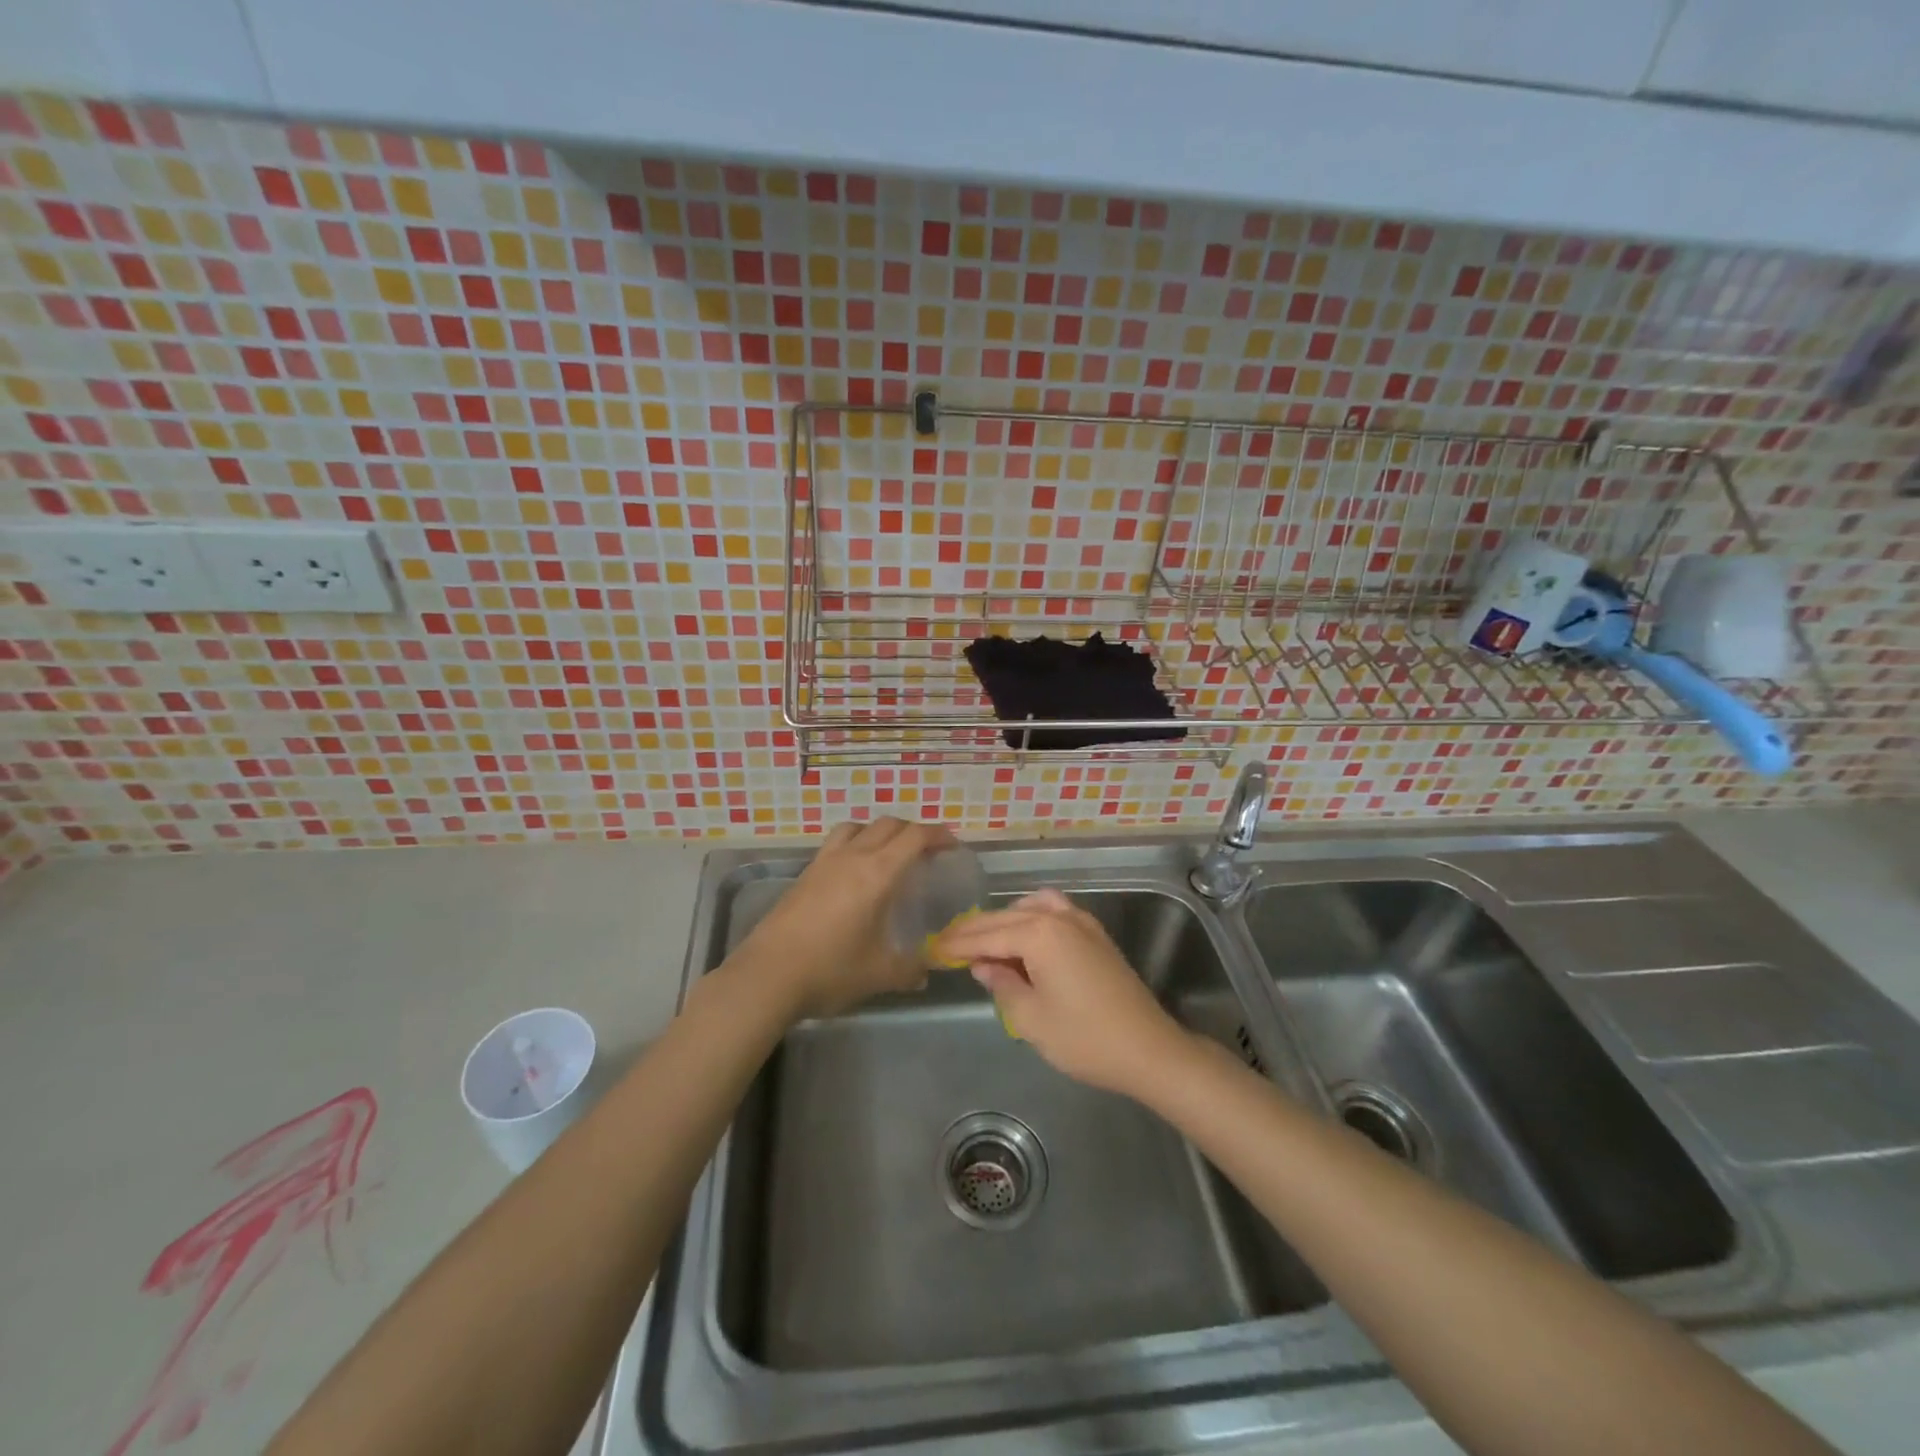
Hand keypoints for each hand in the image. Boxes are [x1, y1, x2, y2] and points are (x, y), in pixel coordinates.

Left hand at [737, 817, 955, 1018]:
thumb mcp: (880, 974)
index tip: (952, 846)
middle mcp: (852, 857)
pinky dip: (854, 844)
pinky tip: (853, 875)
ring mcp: (824, 862)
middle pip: (888, 824)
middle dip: (912, 831)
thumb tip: (926, 971)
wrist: (767, 975)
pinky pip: (835, 843)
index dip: (938, 835)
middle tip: (926, 852)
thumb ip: (910, 969)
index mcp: (878, 873)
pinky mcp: (804, 874)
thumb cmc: (830, 970)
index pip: (915, 836)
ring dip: (878, 832)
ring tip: (887, 854)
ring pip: (857, 827)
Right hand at [935, 889, 1191, 1096]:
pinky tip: (1024, 938)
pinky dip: (1032, 917)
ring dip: (1005, 920)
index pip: (988, 935)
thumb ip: (1002, 985)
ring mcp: (1081, 922)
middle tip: (949, 944)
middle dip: (976, 930)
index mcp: (1039, 934)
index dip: (959, 944)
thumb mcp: (1031, 1018)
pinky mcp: (1095, 935)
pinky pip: (1054, 912)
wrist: (1147, 1049)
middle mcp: (1058, 918)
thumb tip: (983, 965)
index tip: (934, 948)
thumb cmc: (1084, 1038)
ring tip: (985, 942)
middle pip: (1006, 917)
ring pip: (1031, 908)